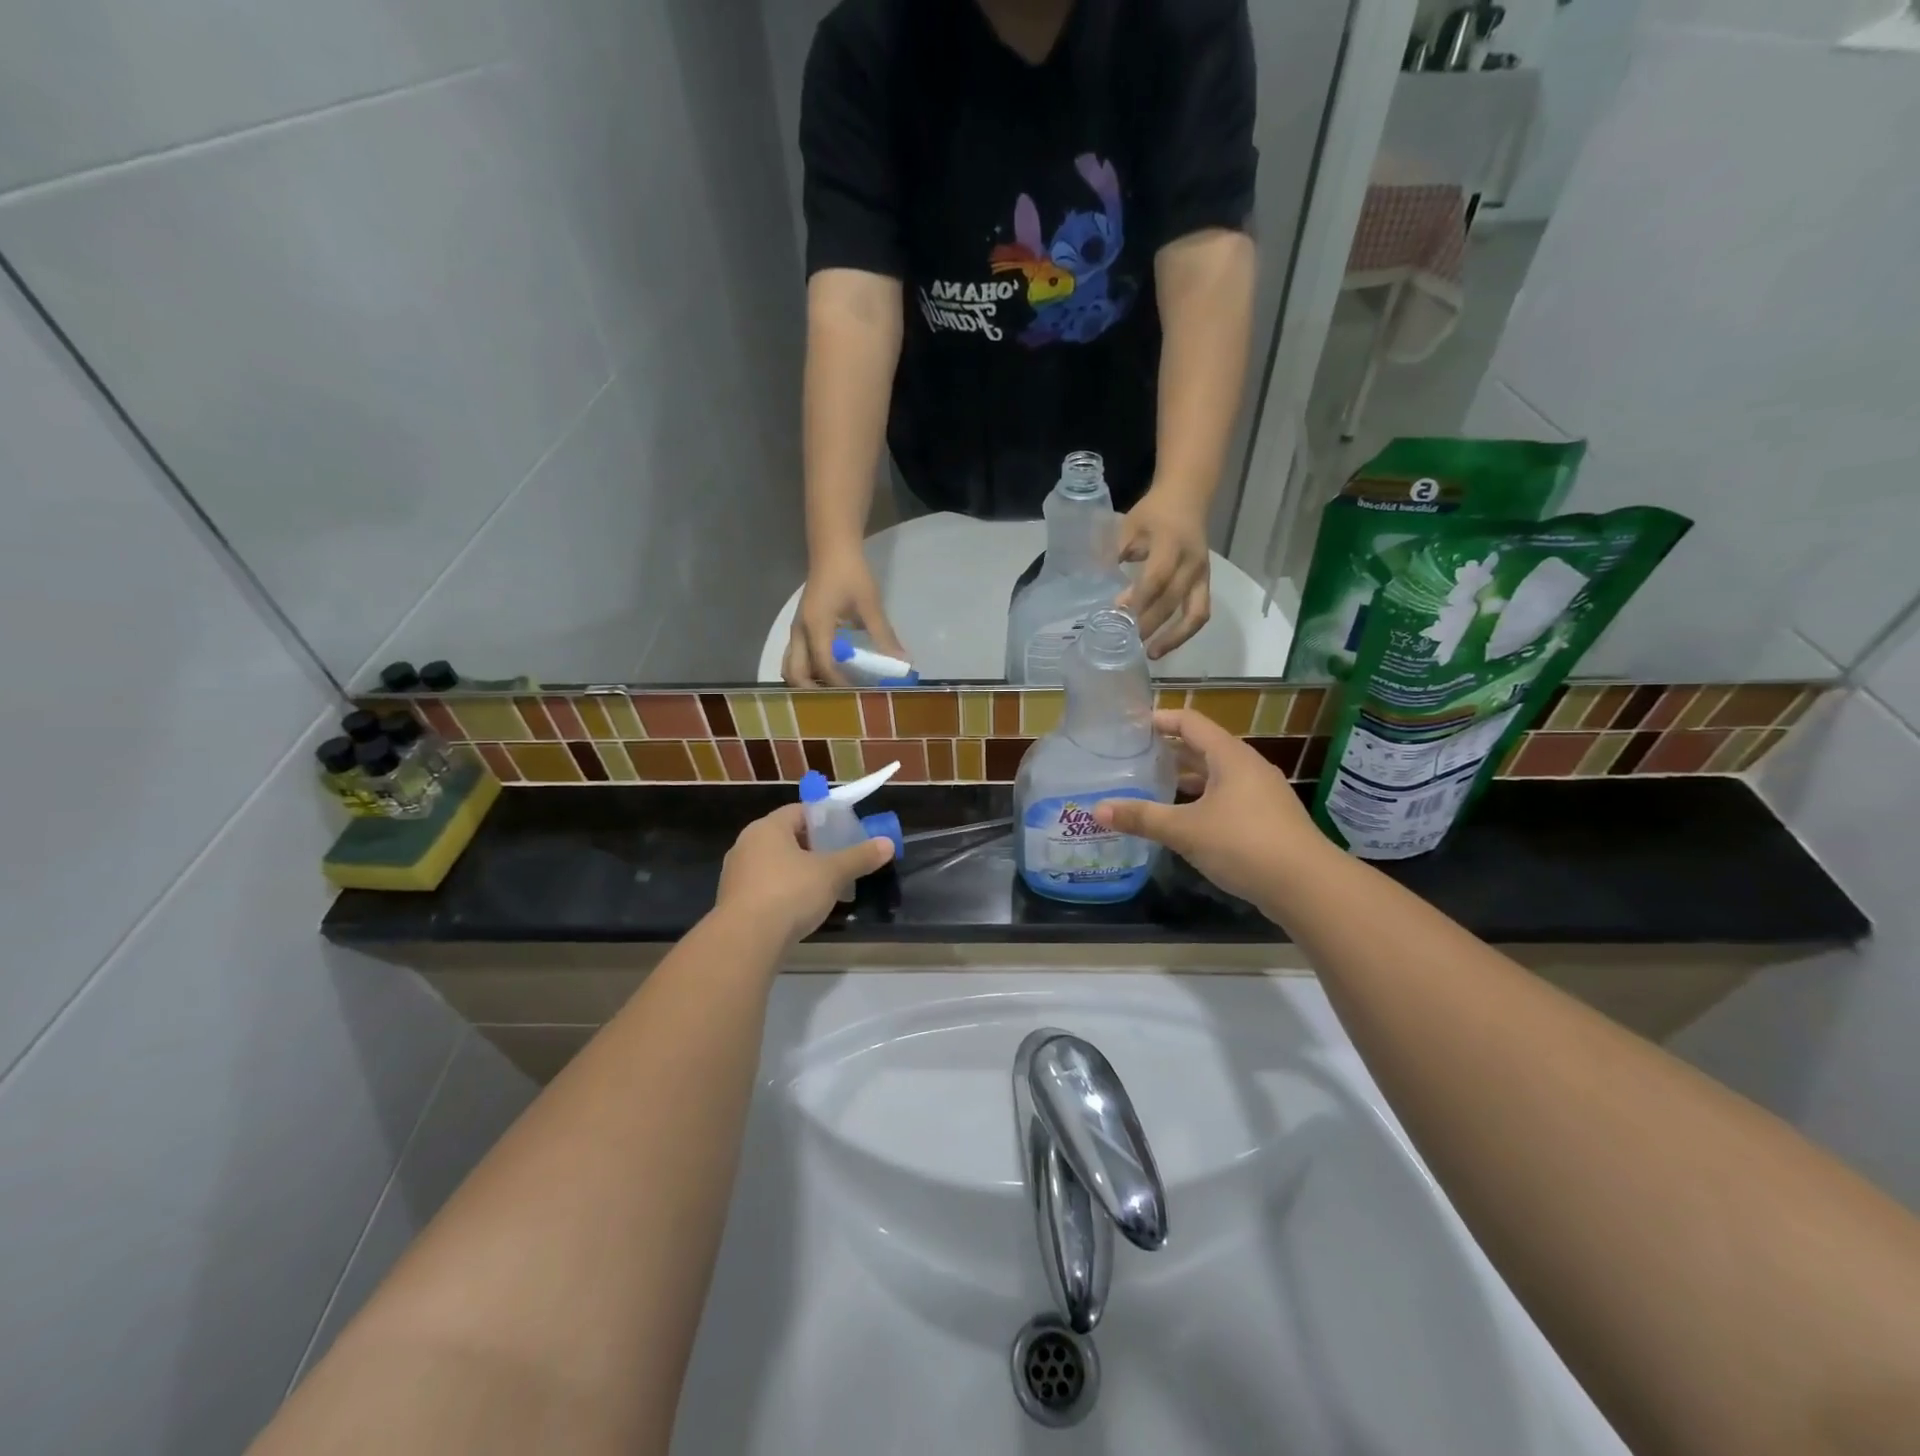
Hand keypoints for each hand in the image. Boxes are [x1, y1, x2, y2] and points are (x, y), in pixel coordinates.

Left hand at [716, 804, 894, 945]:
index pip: (799, 812)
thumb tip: (888, 844)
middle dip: (815, 849)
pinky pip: (765, 888)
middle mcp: (747, 845)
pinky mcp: (733, 902)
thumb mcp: (832, 873)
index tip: (845, 834)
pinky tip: (801, 910)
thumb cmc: (789, 893)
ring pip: (775, 865)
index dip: (824, 820)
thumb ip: (859, 857)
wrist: (745, 941)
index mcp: (767, 828)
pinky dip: (784, 893)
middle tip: (839, 861)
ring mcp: (736, 875)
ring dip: (799, 873)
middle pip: (787, 838)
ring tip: (825, 888)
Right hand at [783, 549, 907, 685]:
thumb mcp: (870, 604)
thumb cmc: (851, 573)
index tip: (858, 695)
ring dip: (808, 682)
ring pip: (791, 666)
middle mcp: (799, 632)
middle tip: (840, 702)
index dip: (839, 684)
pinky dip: (809, 671)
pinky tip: (833, 674)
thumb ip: (884, 635)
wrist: (832, 548)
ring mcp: (797, 630)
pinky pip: (798, 657)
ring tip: (834, 692)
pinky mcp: (801, 628)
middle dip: (813, 692)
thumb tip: (902, 662)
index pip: (823, 665)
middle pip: (794, 673)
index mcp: (816, 626)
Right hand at [1093, 710, 1323, 907]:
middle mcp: (1247, 767)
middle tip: (1133, 756)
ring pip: (1215, 775)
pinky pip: (1226, 798)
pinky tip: (1181, 819)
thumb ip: (1142, 817)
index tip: (1131, 725)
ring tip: (1151, 785)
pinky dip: (1201, 800)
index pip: (1190, 722)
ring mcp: (1261, 794)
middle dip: (1169, 750)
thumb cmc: (1244, 844)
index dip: (1161, 719)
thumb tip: (1097, 809)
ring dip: (1185, 778)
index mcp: (1230, 756)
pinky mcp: (1266, 820)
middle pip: (1203, 747)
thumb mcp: (1185, 830)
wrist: (1308, 886)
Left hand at [1117, 488, 1212, 657]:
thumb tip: (1097, 584)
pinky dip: (1183, 632)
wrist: (1189, 496)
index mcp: (1171, 544)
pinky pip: (1200, 613)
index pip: (1156, 577)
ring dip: (1174, 638)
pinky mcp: (1205, 584)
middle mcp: (1191, 562)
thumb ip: (1116, 553)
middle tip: (1126, 642)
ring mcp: (1202, 575)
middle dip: (1149, 624)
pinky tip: (1164, 644)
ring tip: (1151, 654)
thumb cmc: (1154, 512)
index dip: (1139, 598)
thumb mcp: (1129, 526)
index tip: (1119, 614)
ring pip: (1195, 614)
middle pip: (1172, 600)